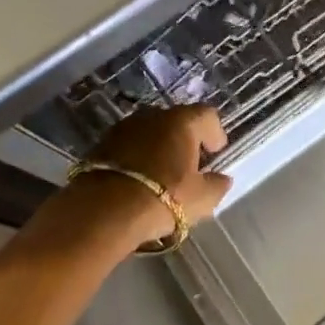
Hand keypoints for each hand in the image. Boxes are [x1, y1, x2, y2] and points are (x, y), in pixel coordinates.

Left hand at [78, 104, 233, 249]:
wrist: (103, 210)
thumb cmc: (162, 198)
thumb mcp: (201, 199)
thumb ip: (217, 185)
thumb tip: (222, 179)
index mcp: (182, 122)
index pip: (207, 115)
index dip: (215, 132)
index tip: (215, 152)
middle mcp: (154, 116)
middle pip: (177, 121)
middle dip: (186, 139)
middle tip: (190, 164)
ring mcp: (124, 127)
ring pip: (150, 131)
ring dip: (159, 146)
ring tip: (162, 172)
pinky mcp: (102, 143)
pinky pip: (129, 145)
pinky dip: (137, 156)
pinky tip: (138, 179)